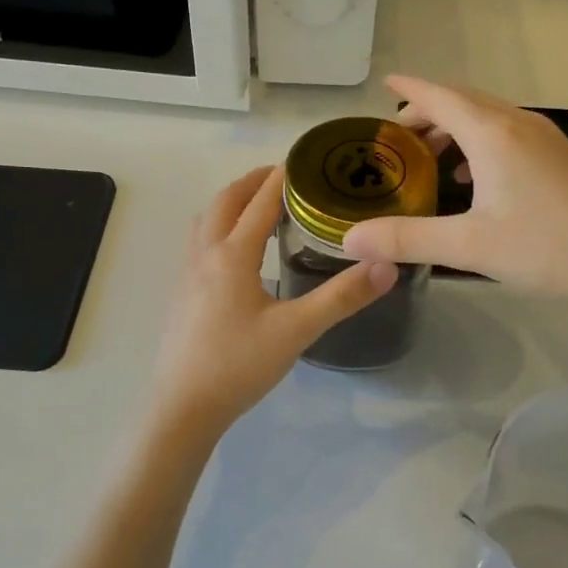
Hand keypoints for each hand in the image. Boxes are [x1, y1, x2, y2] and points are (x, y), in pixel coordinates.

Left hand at [147, 166, 397, 444]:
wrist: (184, 407)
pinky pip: (198, 241)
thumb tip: (386, 266)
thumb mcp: (297, 331)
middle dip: (253, 182)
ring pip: (206, 220)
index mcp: (232, 255)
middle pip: (225, 201)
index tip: (305, 160)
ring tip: (259, 206)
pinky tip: (235, 253)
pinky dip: (218, 226)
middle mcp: (204, 254)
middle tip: (284, 177)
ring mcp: (186, 273)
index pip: (260, 202)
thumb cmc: (239, 365)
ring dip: (231, 202)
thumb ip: (342, 297)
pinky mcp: (180, 293)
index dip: (283, 178)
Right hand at [341, 75, 567, 299]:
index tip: (383, 85)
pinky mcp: (558, 157)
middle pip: (463, 101)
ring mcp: (543, 138)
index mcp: (492, 134)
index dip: (409, 89)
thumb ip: (406, 239)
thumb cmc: (546, 246)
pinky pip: (506, 133)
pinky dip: (478, 142)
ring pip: (487, 116)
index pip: (440, 97)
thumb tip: (350, 239)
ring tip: (428, 155)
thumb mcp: (469, 246)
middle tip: (397, 136)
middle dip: (427, 110)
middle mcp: (517, 124)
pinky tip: (472, 178)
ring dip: (454, 127)